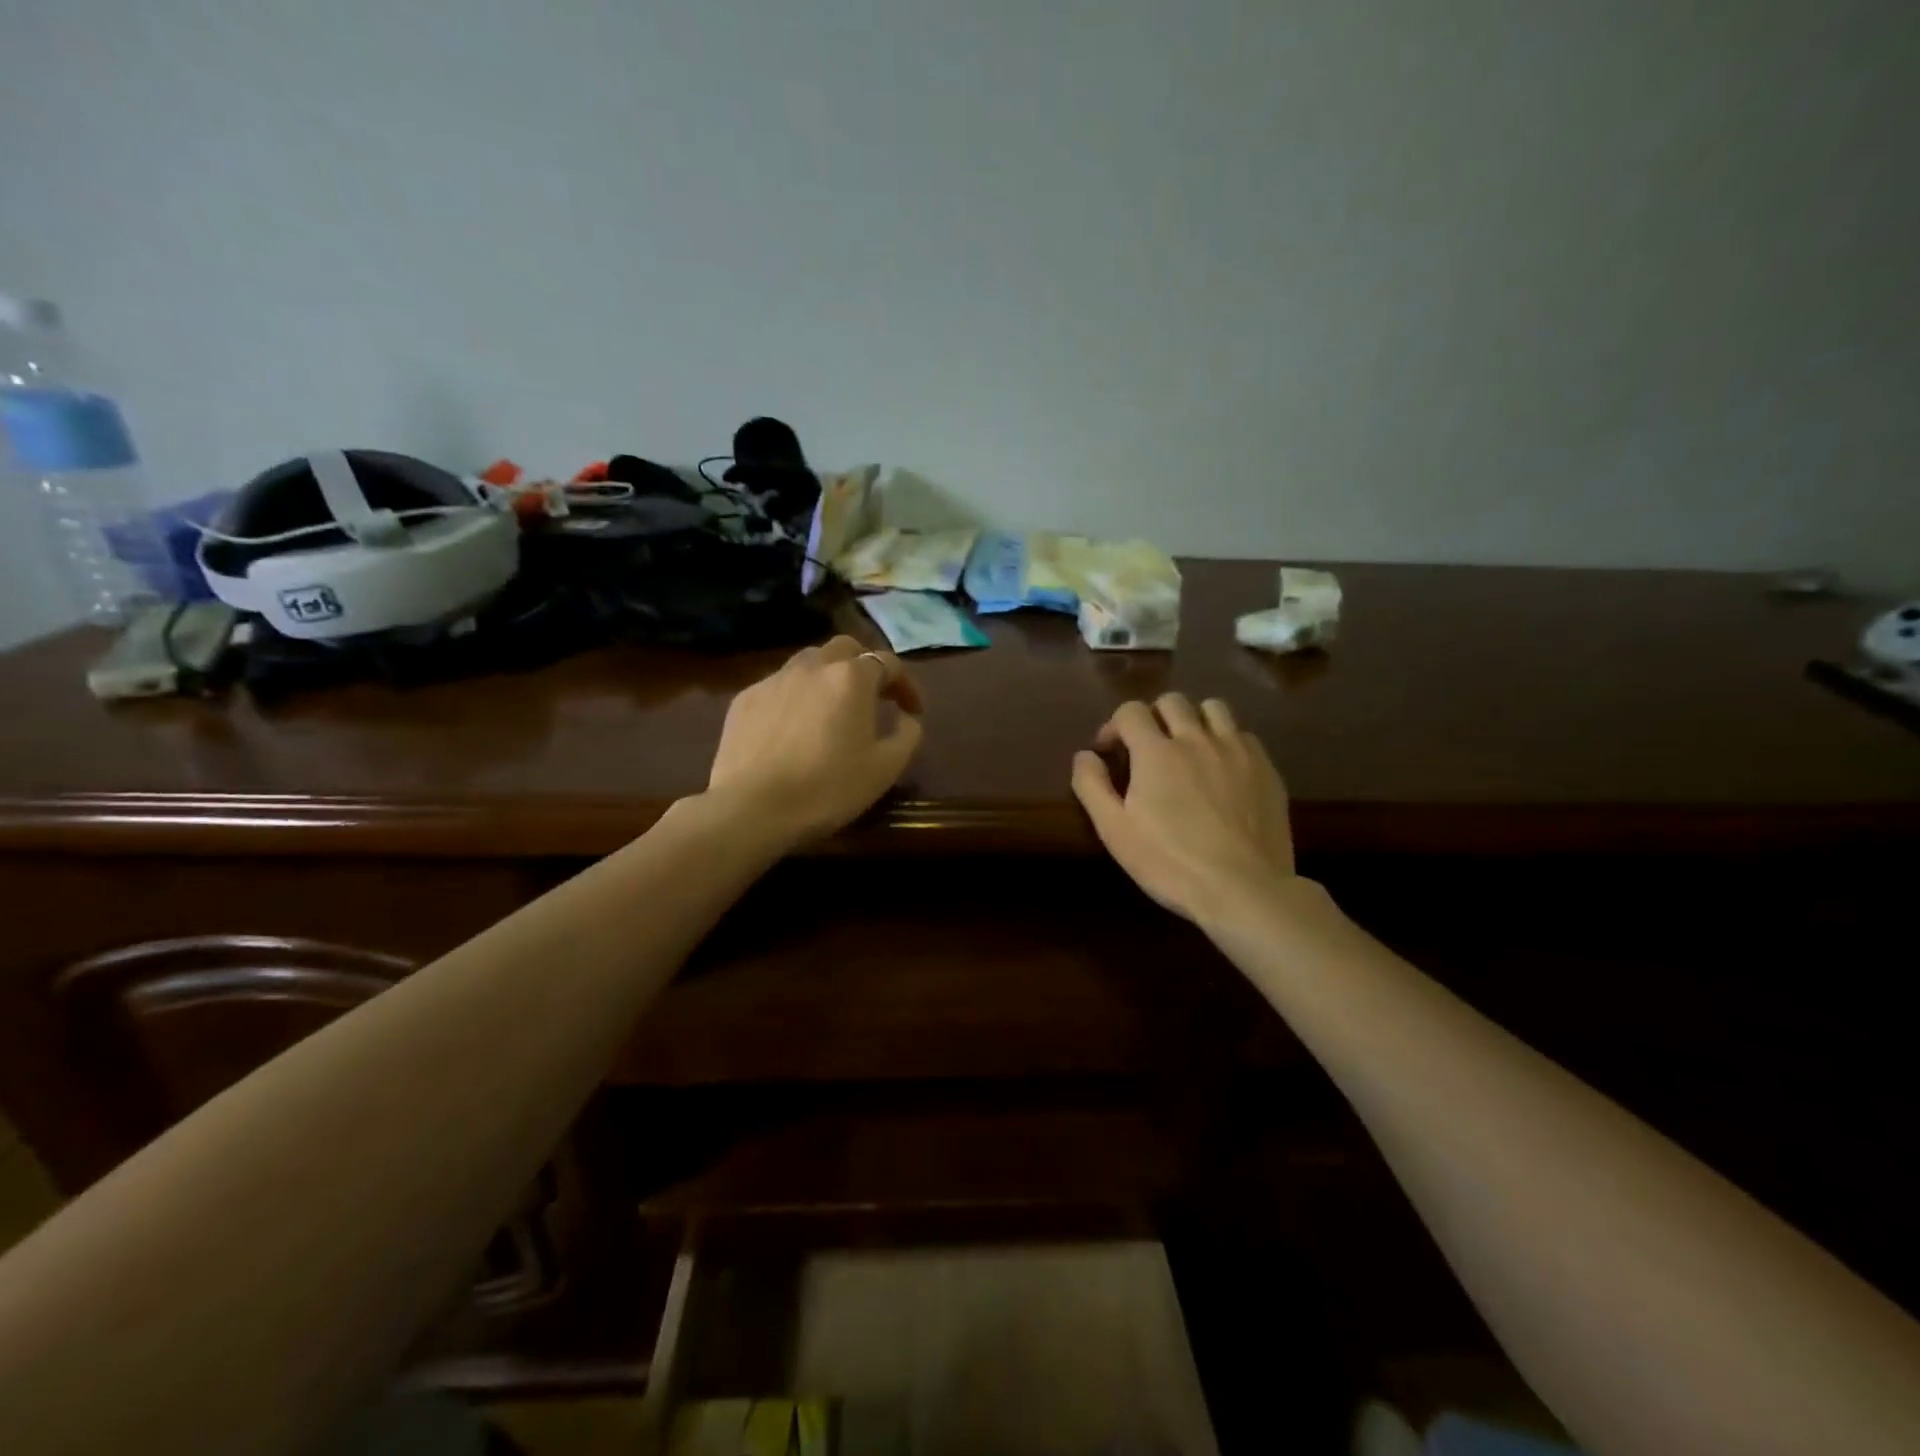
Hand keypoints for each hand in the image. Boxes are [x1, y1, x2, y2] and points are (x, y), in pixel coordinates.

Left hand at [705, 635, 924, 846]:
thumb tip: (907, 717)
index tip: (913, 710)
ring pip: (809, 662)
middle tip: (872, 696)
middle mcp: (813, 666)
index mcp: (852, 678)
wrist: (752, 808)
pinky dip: (796, 696)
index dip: (906, 685)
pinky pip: (780, 685)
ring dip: (828, 676)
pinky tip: (795, 726)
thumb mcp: (885, 768)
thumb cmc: (828, 788)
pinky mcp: (745, 698)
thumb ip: (908, 734)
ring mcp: (774, 679)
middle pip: (846, 648)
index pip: (888, 663)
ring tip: (832, 707)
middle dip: (864, 666)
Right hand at [1072, 694, 1295, 924]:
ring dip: (1194, 719)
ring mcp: (1236, 750)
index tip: (1110, 751)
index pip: (1130, 711)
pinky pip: (1243, 734)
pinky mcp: (1266, 768)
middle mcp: (1196, 738)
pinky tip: (1222, 768)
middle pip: (1172, 701)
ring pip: (1213, 708)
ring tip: (1189, 747)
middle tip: (1148, 748)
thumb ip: (1092, 786)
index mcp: (1156, 751)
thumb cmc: (1170, 862)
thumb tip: (1084, 755)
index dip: (1114, 725)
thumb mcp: (1115, 831)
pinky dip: (1226, 741)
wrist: (1243, 889)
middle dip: (1153, 716)